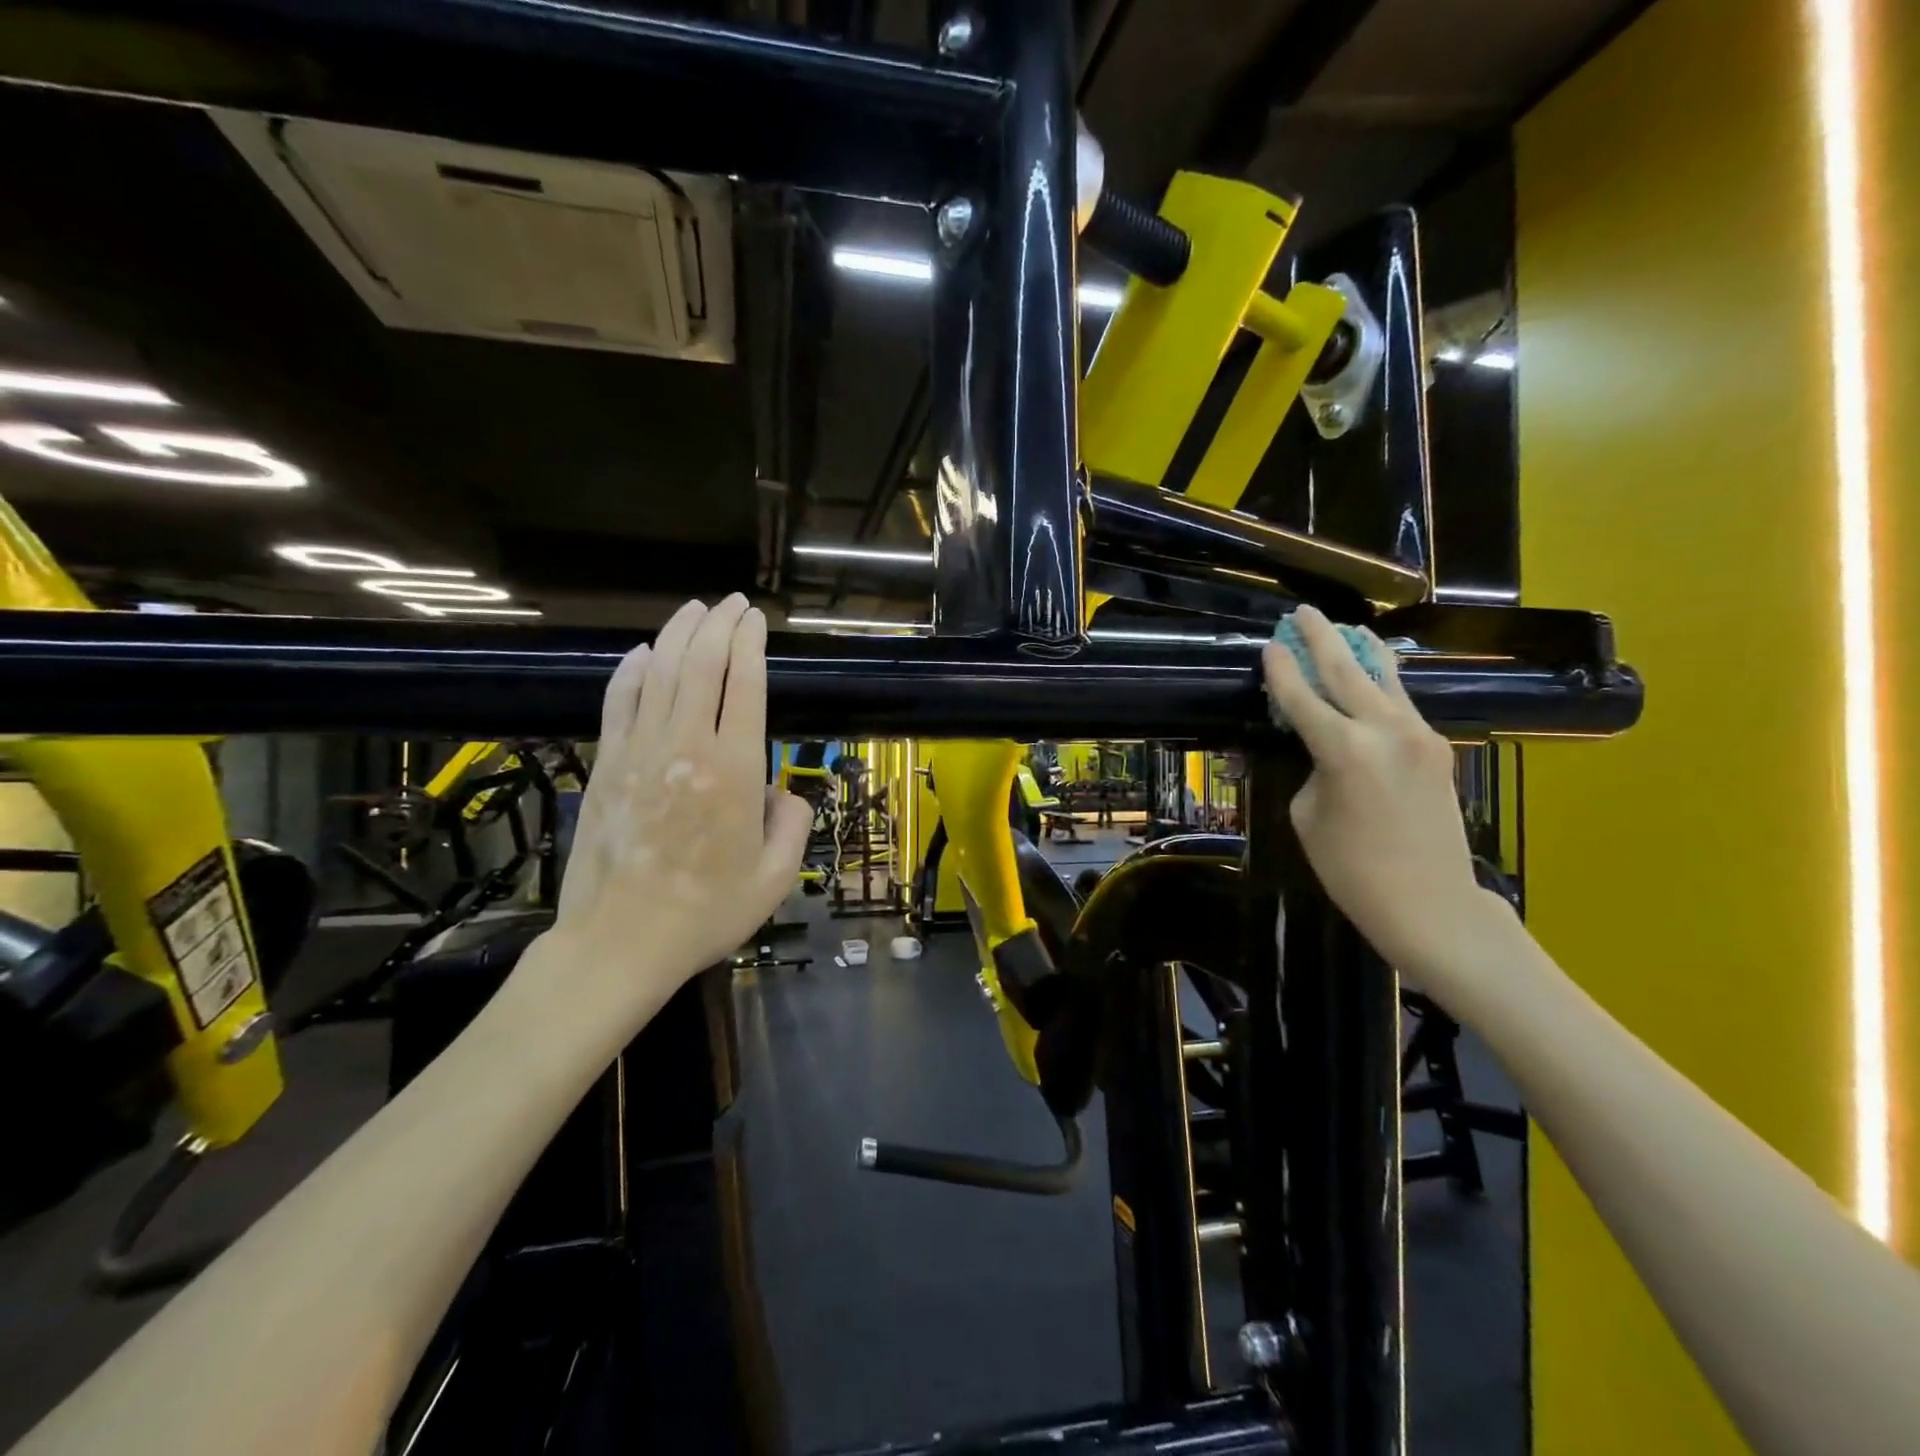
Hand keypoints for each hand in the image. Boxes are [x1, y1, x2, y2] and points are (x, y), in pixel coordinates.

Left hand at [547, 595, 811, 1011]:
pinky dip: (631, 671)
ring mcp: (640, 752)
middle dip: (719, 624)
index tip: (756, 618)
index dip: (751, 642)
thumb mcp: (776, 877)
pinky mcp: (607, 765)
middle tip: (732, 603)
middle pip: (701, 664)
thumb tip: (783, 793)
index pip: (745, 683)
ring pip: (659, 672)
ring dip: (678, 634)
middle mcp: (688, 746)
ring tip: (694, 610)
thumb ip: (792, 825)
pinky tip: (642, 653)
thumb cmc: (707, 912)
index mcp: (736, 769)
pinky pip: (618, 702)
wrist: (621, 941)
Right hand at [1261, 605, 1507, 983]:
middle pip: (1347, 670)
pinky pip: (1402, 704)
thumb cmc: (1352, 870)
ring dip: (1361, 652)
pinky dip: (1382, 684)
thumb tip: (1326, 749)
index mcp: (1343, 750)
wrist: (1432, 904)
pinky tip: (1373, 674)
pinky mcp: (1437, 748)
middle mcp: (1385, 730)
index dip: (1281, 670)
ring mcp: (1419, 736)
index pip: (1302, 697)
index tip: (1269, 644)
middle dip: (1321, 638)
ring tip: (1346, 627)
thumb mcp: (1308, 816)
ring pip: (1385, 679)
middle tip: (1302, 613)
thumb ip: (1314, 770)